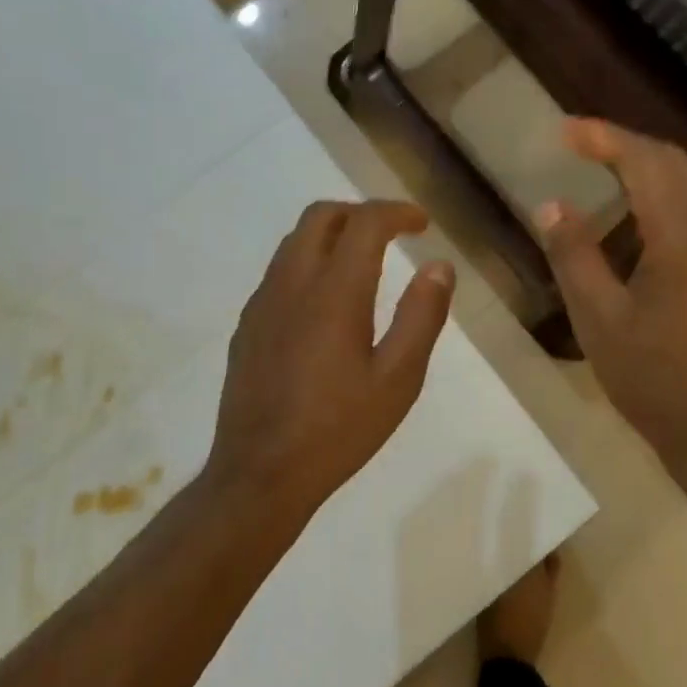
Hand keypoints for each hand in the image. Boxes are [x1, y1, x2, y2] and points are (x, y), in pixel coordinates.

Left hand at [209, 200, 454, 524]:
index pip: (364, 222)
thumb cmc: (339, 429)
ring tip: (362, 263)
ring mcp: (262, 303)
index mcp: (334, 292)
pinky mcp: (247, 325)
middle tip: (392, 235)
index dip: (396, 212)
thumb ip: (422, 316)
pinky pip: (278, 272)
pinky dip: (308, 263)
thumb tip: (439, 266)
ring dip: (331, 235)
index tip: (422, 224)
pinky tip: (324, 304)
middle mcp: (292, 283)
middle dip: (360, 213)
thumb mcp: (398, 379)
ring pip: (294, 241)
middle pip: (321, 216)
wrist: (260, 473)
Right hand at [535, 120, 686, 471]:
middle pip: (675, 163)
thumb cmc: (658, 382)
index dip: (605, 137)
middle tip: (578, 144)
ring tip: (601, 171)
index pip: (647, 162)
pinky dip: (666, 196)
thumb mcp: (600, 320)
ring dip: (648, 168)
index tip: (564, 130)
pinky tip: (637, 219)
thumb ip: (574, 255)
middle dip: (626, 144)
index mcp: (686, 238)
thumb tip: (552, 205)